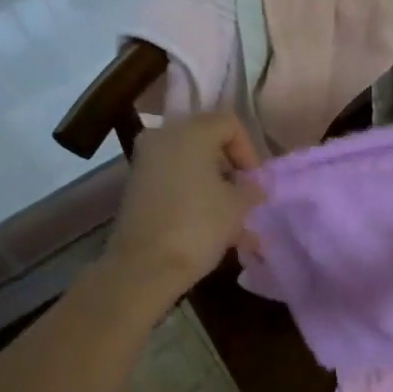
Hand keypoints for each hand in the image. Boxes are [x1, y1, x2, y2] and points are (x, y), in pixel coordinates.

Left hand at [103, 113, 264, 310]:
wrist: (143, 267)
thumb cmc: (198, 226)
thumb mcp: (238, 206)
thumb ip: (252, 188)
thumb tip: (254, 186)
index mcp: (191, 131)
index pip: (230, 124)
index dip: (249, 151)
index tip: (255, 181)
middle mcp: (164, 136)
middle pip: (208, 142)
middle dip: (231, 170)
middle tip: (246, 197)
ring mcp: (146, 162)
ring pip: (191, 166)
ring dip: (215, 188)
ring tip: (236, 224)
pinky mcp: (136, 186)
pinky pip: (175, 182)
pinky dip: (195, 197)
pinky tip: (214, 229)